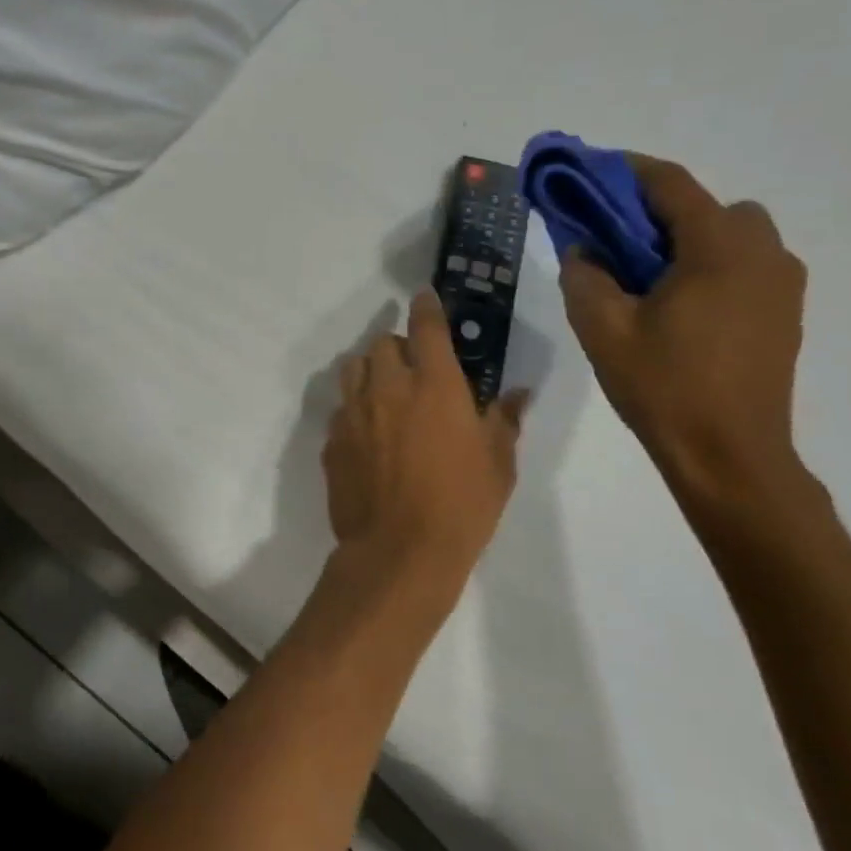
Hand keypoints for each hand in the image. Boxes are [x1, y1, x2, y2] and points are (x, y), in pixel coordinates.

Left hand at [323, 291, 528, 575]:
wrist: (398, 552)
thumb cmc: (461, 507)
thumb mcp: (498, 464)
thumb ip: (504, 420)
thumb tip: (517, 394)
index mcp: (434, 385)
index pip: (426, 326)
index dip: (426, 306)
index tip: (424, 299)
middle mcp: (388, 388)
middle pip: (382, 343)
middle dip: (398, 346)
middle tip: (413, 368)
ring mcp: (353, 414)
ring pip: (353, 369)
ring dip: (370, 369)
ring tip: (385, 391)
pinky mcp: (332, 441)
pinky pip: (341, 409)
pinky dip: (355, 409)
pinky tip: (368, 433)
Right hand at [561, 154, 807, 495]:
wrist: (729, 455)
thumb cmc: (663, 387)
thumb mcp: (603, 330)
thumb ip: (585, 277)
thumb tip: (583, 248)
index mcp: (719, 247)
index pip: (669, 184)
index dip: (624, 172)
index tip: (587, 173)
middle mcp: (762, 252)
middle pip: (706, 207)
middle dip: (659, 213)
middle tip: (615, 244)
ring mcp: (782, 283)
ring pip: (731, 236)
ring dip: (689, 242)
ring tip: (647, 282)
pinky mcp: (786, 313)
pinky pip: (745, 267)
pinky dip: (711, 268)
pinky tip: (679, 310)